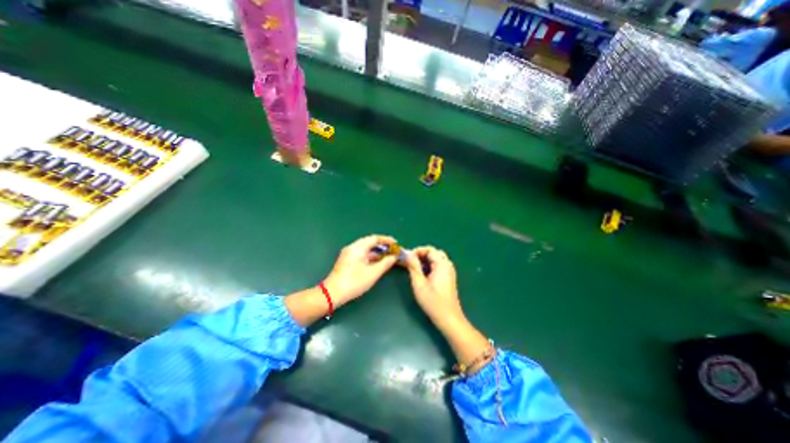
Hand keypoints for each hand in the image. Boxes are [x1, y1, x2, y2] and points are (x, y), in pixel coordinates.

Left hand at [323, 235, 398, 304]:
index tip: (395, 243)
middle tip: (392, 250)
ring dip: (376, 251)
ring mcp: (348, 254)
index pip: (374, 238)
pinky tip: (376, 262)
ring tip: (386, 256)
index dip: (386, 240)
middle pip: (369, 242)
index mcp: (358, 247)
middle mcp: (352, 247)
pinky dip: (370, 256)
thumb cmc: (354, 282)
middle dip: (382, 245)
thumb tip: (393, 257)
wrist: (332, 293)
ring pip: (365, 248)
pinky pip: (361, 254)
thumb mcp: (373, 273)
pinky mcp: (346, 261)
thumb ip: (385, 263)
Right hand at [403, 246, 463, 324]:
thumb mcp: (419, 284)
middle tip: (410, 262)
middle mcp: (447, 265)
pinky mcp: (448, 277)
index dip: (417, 251)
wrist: (449, 318)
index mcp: (442, 265)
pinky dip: (430, 265)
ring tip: (414, 267)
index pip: (429, 249)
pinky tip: (423, 274)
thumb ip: (413, 267)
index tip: (407, 258)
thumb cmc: (433, 302)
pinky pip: (439, 265)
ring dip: (425, 260)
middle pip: (434, 252)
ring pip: (436, 258)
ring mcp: (449, 271)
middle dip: (421, 254)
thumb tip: (407, 253)